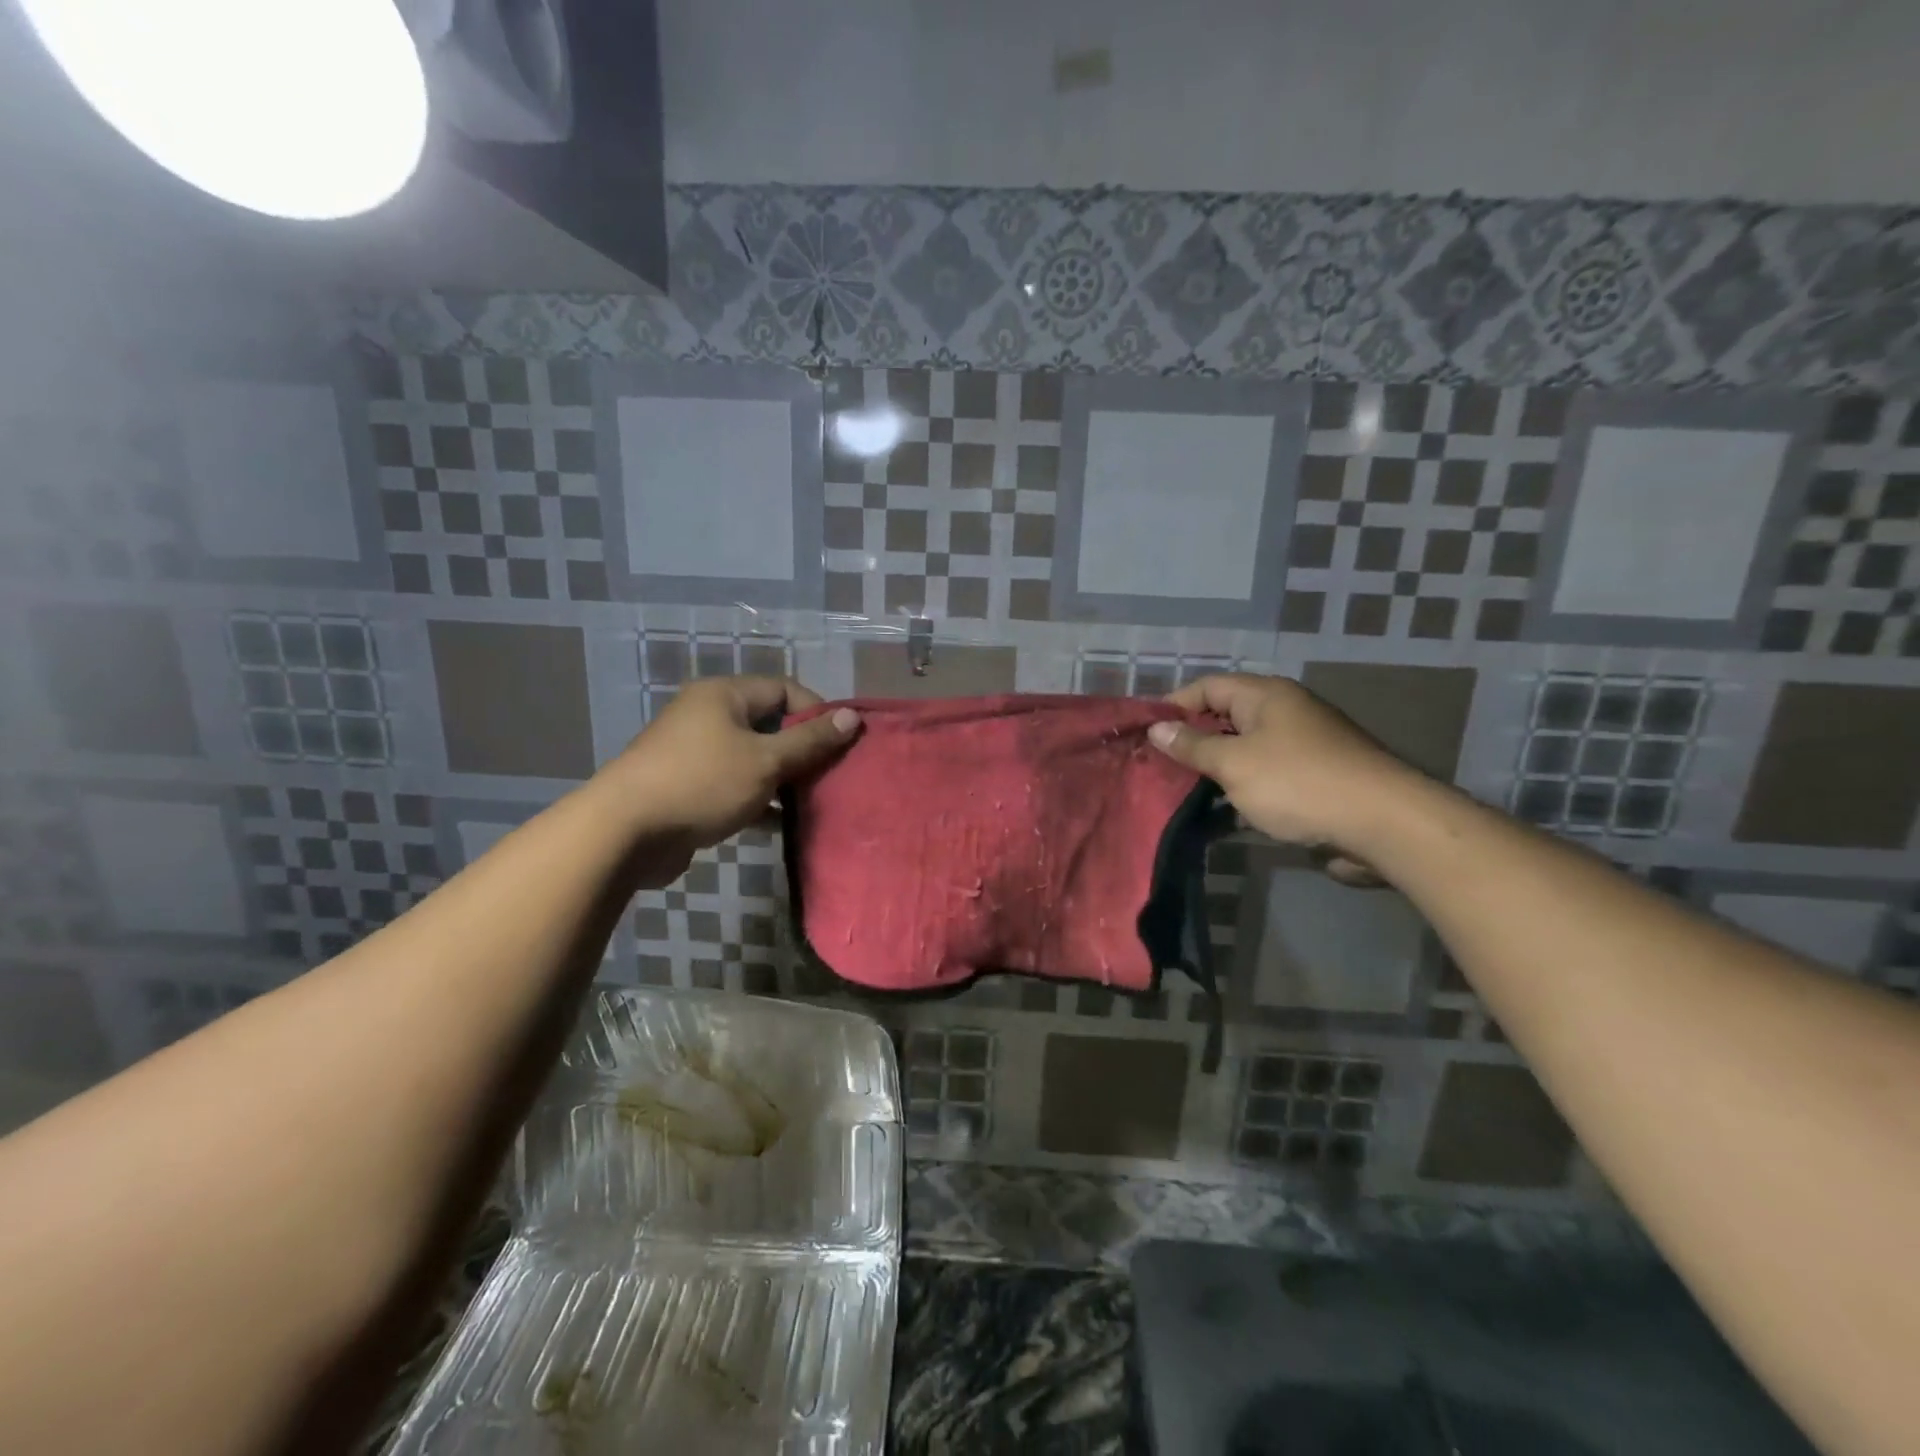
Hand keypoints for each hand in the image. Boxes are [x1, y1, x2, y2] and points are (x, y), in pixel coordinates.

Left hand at [598, 676, 859, 886]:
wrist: (625, 833)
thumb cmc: (702, 784)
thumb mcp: (765, 761)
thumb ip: (810, 740)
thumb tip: (852, 716)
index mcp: (724, 696)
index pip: (784, 689)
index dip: (816, 712)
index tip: (841, 743)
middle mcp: (708, 716)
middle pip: (769, 724)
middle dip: (802, 749)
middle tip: (831, 774)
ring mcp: (695, 753)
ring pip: (753, 758)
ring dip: (783, 777)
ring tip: (813, 800)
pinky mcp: (689, 788)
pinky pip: (735, 785)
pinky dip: (759, 799)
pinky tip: (780, 823)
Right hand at [1148, 674, 1420, 883]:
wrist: (1382, 824)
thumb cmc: (1298, 783)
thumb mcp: (1234, 763)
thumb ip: (1193, 746)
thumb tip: (1157, 728)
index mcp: (1265, 696)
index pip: (1207, 687)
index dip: (1173, 705)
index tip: (1144, 732)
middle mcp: (1283, 713)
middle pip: (1224, 718)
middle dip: (1190, 741)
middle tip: (1156, 766)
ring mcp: (1300, 747)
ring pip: (1243, 751)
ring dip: (1214, 771)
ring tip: (1178, 793)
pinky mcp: (1312, 780)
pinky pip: (1264, 777)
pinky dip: (1240, 791)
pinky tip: (1219, 815)